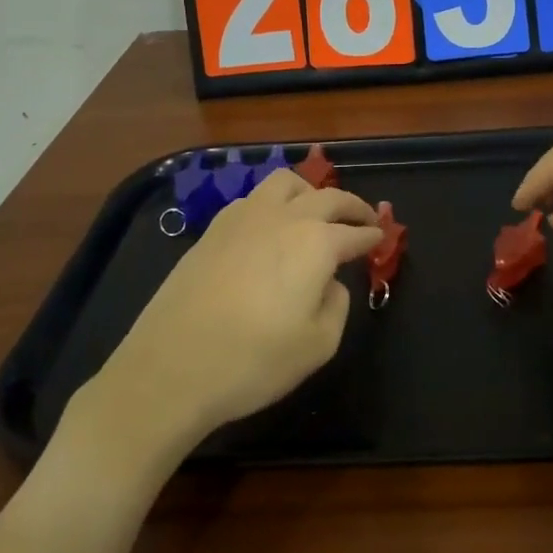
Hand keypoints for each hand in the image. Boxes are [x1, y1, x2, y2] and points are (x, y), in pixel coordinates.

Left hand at [70, 168, 381, 455]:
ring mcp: (243, 218)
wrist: (170, 369)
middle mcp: (283, 218)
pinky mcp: (212, 230)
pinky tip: (270, 226)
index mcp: (316, 242)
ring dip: (309, 191)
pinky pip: (252, 199)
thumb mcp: (318, 345)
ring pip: (285, 183)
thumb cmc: (253, 361)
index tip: (382, 238)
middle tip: (363, 218)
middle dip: (351, 205)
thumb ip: (336, 304)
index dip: (372, 235)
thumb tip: (330, 282)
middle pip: (327, 196)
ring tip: (315, 210)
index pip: (354, 232)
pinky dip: (273, 203)